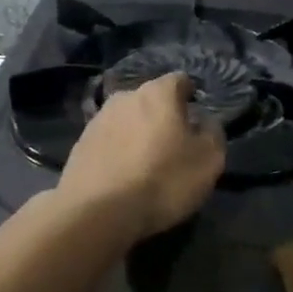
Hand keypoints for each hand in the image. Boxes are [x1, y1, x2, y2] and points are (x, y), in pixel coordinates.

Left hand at [57, 72, 224, 241]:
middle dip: (163, 116)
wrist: (98, 211)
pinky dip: (119, 151)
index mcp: (158, 93)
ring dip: (138, 133)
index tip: (197, 116)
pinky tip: (125, 174)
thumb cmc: (163, 180)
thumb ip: (212, 133)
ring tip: (147, 162)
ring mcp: (98, 119)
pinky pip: (109, 141)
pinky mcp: (80, 145)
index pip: (180, 80)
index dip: (191, 95)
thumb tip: (205, 122)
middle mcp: (125, 97)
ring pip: (127, 120)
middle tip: (174, 143)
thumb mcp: (208, 161)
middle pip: (150, 100)